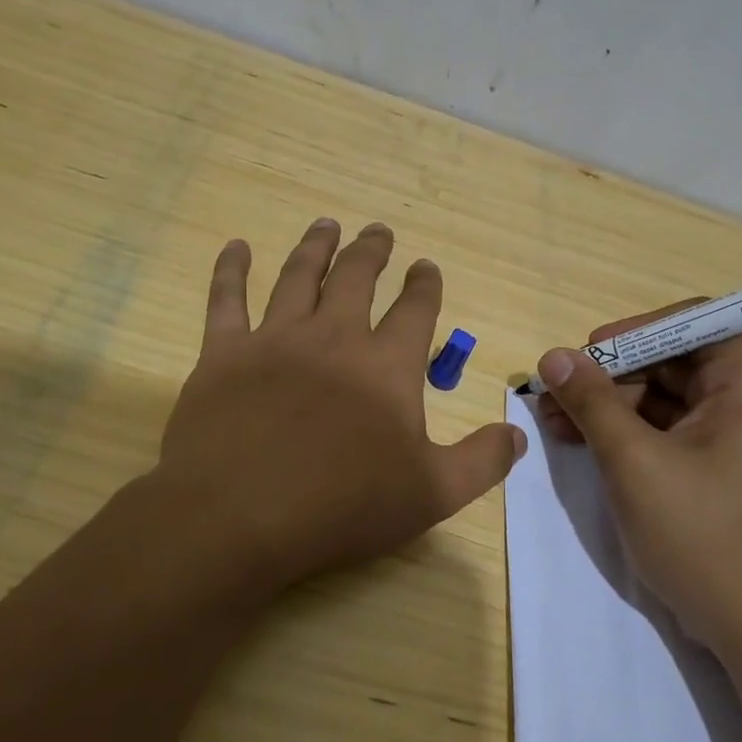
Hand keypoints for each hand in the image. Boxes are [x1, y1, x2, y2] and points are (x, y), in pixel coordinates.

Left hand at [155, 219, 524, 597]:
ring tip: (326, 225)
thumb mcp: (432, 494)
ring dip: (316, 247)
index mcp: (386, 366)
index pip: (415, 310)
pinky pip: (226, 300)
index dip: (425, 285)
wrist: (240, 516)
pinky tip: (235, 247)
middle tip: (378, 230)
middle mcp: (333, 338)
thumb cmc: (342, 507)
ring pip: (299, 277)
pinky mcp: (222, 354)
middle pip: (356, 278)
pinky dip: (230, 270)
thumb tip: (518, 434)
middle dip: (372, 251)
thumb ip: (481, 461)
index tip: (426, 266)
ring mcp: (274, 340)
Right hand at [535, 306, 741, 659]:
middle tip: (554, 396)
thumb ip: (591, 402)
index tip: (587, 356)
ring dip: (608, 406)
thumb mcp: (634, 462)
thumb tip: (554, 356)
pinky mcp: (716, 471)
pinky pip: (666, 433)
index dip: (634, 331)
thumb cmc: (702, 535)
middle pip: (670, 361)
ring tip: (554, 423)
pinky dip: (625, 434)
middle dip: (608, 375)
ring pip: (662, 399)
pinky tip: (582, 445)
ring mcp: (731, 440)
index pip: (691, 322)